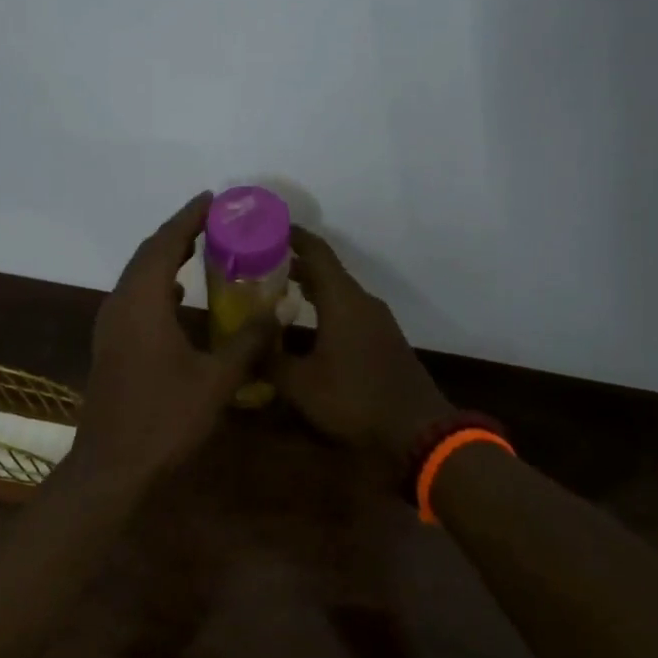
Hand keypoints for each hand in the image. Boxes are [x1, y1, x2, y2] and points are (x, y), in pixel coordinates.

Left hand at [71, 193, 275, 491]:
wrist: (112, 466)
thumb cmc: (164, 419)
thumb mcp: (216, 380)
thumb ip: (248, 340)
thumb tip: (280, 308)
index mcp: (142, 303)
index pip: (164, 244)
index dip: (188, 218)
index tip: (213, 199)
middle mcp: (119, 305)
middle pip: (147, 255)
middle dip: (178, 232)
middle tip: (213, 219)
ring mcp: (110, 327)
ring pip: (138, 277)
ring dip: (165, 258)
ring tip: (199, 247)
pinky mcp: (111, 346)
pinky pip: (135, 299)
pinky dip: (158, 286)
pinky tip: (178, 296)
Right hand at [272, 229, 453, 461]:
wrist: (416, 430)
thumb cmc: (355, 399)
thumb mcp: (301, 384)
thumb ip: (269, 361)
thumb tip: (241, 351)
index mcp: (343, 300)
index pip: (316, 252)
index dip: (292, 236)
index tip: (266, 227)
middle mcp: (362, 302)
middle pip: (326, 271)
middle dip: (294, 264)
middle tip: (258, 264)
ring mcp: (377, 321)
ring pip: (338, 293)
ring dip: (310, 288)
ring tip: (276, 291)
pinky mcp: (383, 340)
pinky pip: (349, 311)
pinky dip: (325, 308)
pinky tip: (307, 325)